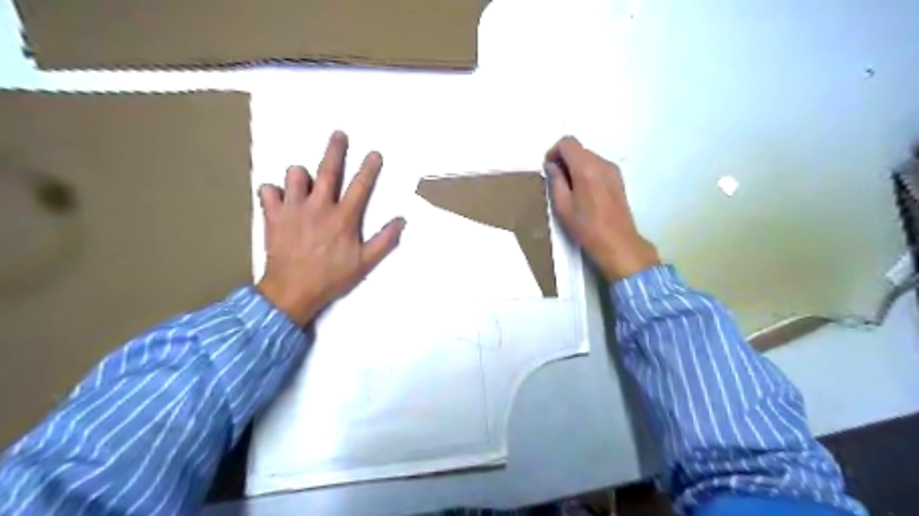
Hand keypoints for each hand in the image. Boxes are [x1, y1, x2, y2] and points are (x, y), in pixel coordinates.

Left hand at [253, 130, 403, 324]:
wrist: (293, 292)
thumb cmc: (331, 277)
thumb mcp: (365, 263)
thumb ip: (384, 241)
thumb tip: (401, 221)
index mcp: (343, 218)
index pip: (360, 186)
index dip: (369, 168)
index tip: (374, 153)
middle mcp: (319, 206)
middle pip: (328, 170)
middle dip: (336, 150)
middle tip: (339, 134)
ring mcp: (293, 208)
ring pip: (294, 175)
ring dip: (301, 175)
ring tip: (305, 182)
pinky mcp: (273, 215)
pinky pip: (268, 191)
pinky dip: (273, 192)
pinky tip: (280, 200)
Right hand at [544, 134, 661, 281]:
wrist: (618, 242)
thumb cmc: (586, 227)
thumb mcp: (562, 206)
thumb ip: (555, 180)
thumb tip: (551, 165)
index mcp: (586, 168)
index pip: (568, 142)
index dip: (554, 151)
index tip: (548, 168)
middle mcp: (602, 163)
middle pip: (579, 149)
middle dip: (564, 160)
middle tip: (556, 181)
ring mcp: (613, 170)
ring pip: (588, 157)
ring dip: (575, 167)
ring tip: (570, 190)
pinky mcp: (618, 179)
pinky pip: (598, 166)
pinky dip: (587, 172)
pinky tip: (584, 193)